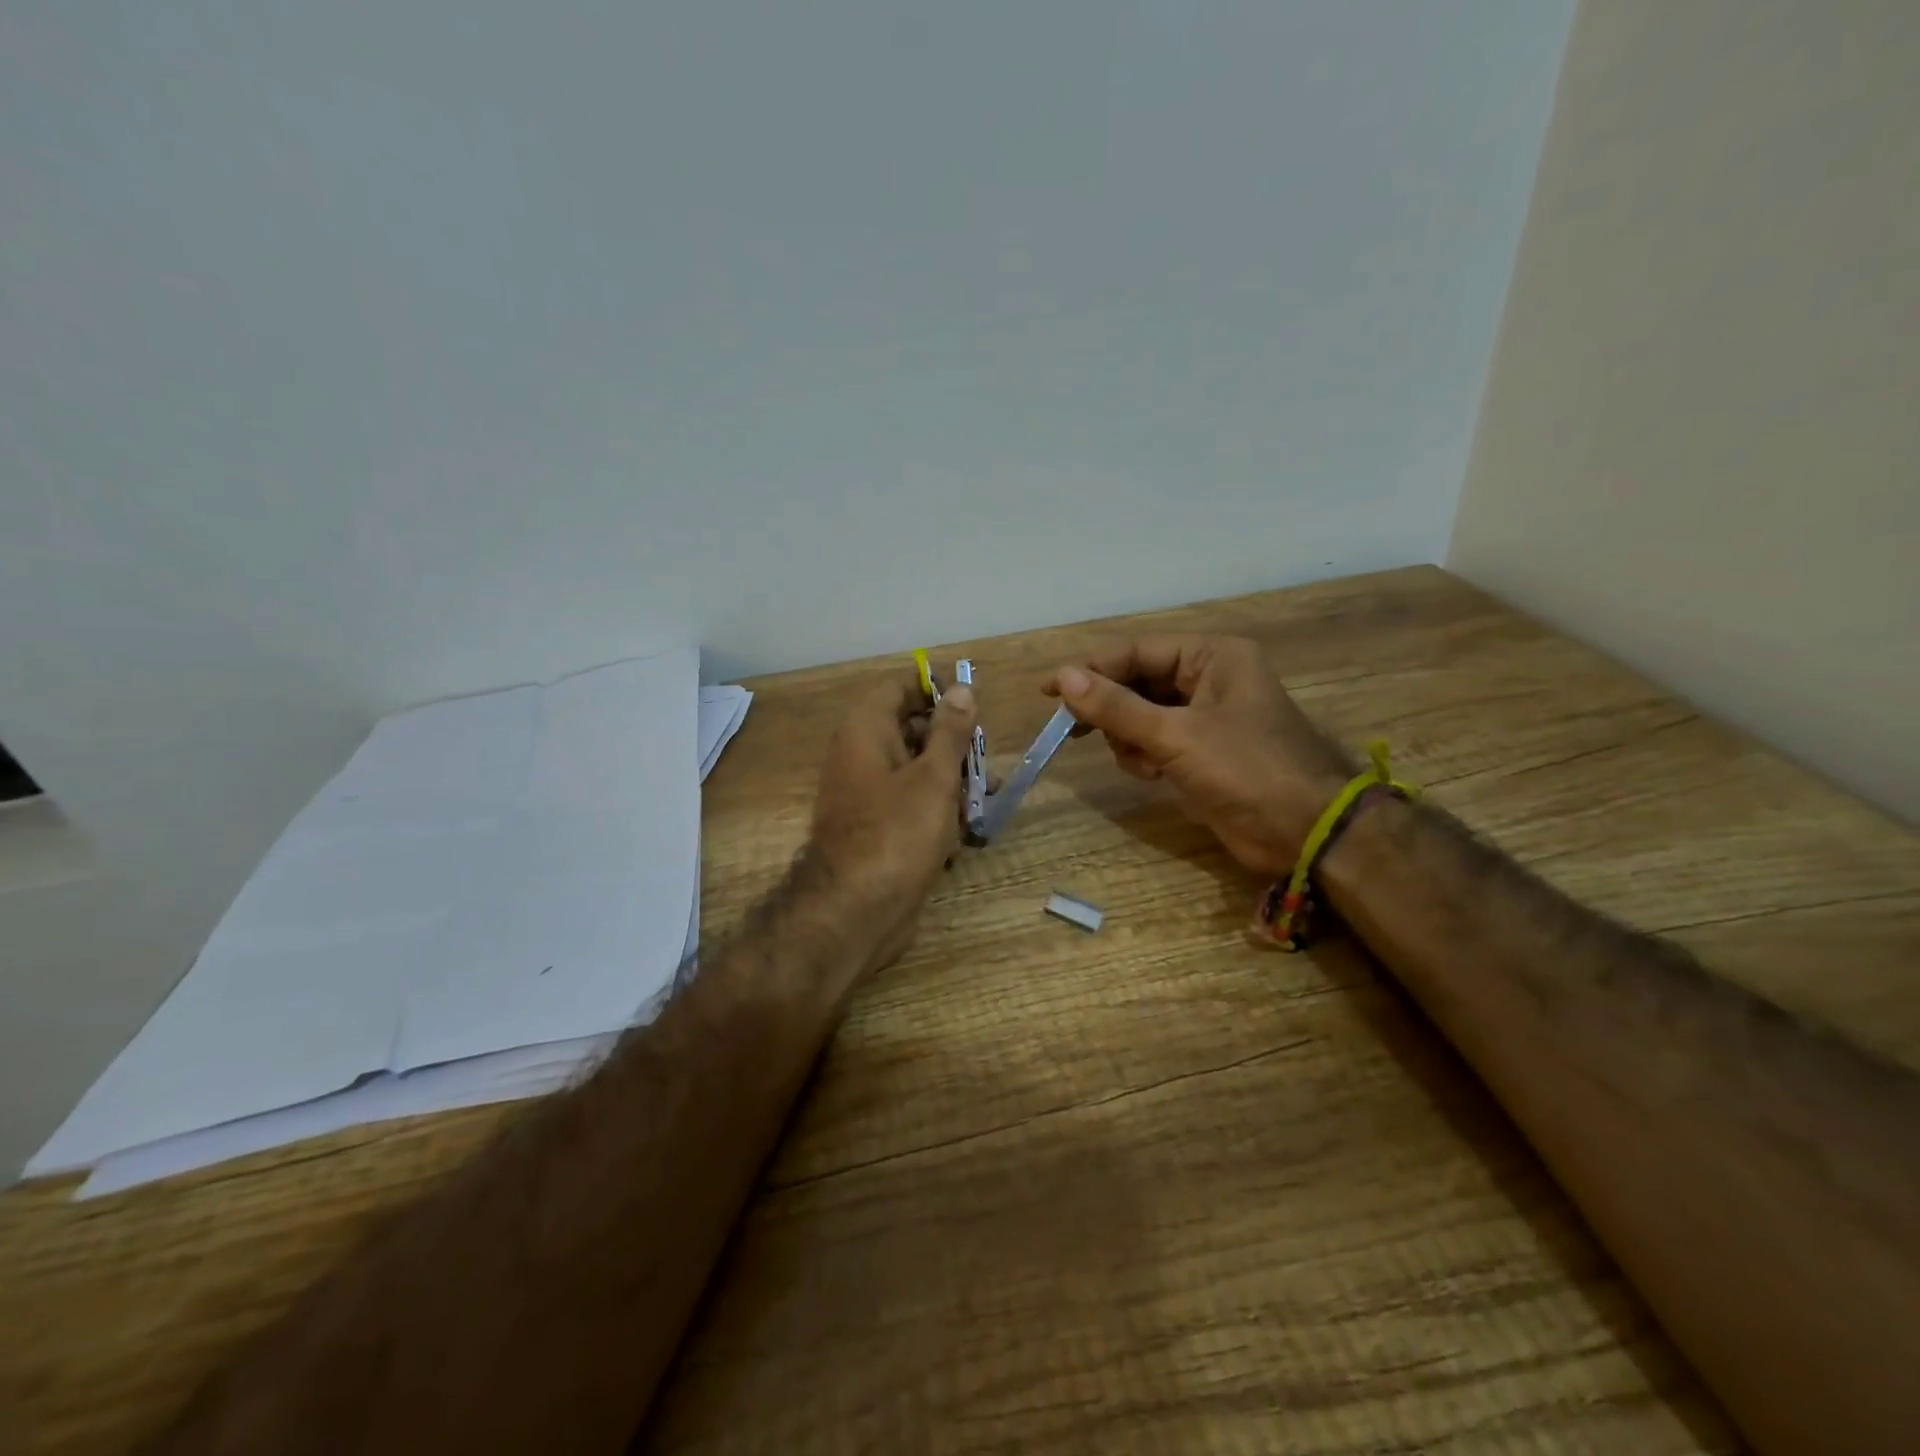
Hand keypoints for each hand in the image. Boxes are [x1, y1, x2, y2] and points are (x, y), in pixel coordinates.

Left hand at [805, 674, 977, 970]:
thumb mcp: (934, 776)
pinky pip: (910, 803)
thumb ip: (950, 732)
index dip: (937, 691)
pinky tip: (962, 832)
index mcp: (866, 730)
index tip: (974, 706)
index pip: (900, 688)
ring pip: (916, 770)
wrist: (856, 911)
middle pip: (911, 729)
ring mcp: (867, 793)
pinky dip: (936, 810)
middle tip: (984, 761)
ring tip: (984, 799)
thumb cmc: (898, 833)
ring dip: (951, 781)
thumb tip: (962, 689)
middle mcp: (861, 754)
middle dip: (952, 744)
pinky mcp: (877, 827)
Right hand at [1044, 636, 1352, 877]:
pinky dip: (1146, 757)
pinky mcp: (1202, 752)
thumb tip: (1064, 677)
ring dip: (1130, 739)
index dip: (1090, 669)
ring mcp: (1206, 717)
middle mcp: (1209, 678)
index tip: (1048, 690)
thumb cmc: (1246, 768)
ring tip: (1143, 761)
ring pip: (1141, 716)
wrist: (1306, 832)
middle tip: (1073, 730)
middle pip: (1137, 682)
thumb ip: (1117, 707)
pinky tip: (1154, 776)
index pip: (1137, 652)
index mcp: (1213, 657)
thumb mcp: (1176, 735)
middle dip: (1113, 710)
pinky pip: (1155, 742)